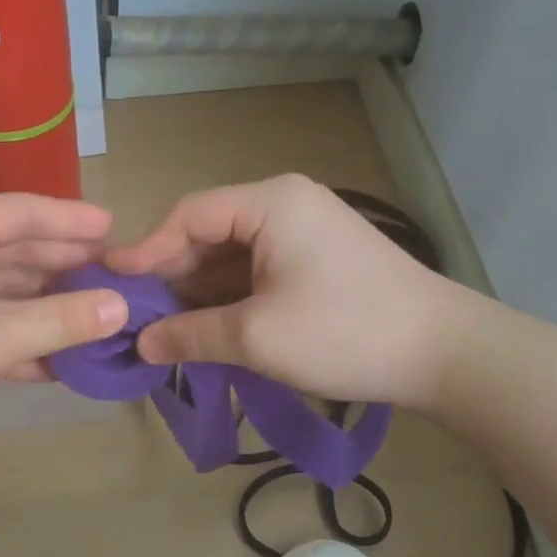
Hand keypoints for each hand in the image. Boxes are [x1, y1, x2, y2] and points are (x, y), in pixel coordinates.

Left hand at [0, 194, 128, 455]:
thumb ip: (63, 320)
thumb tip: (122, 308)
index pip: (21, 212)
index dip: (70, 219)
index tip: (113, 227)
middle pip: (14, 251)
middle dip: (63, 263)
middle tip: (112, 272)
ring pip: (3, 292)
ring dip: (46, 306)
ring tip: (95, 315)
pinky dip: (21, 340)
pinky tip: (57, 361)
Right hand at [105, 174, 469, 408]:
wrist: (445, 353)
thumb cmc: (345, 333)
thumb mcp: (256, 337)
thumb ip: (189, 335)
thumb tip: (142, 345)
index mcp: (270, 202)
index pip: (188, 216)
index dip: (146, 252)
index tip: (111, 286)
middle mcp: (285, 204)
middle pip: (207, 234)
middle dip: (171, 277)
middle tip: (135, 318)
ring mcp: (304, 232)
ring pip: (231, 257)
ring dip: (198, 294)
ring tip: (164, 331)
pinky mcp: (316, 261)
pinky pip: (256, 272)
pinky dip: (229, 300)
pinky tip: (207, 330)